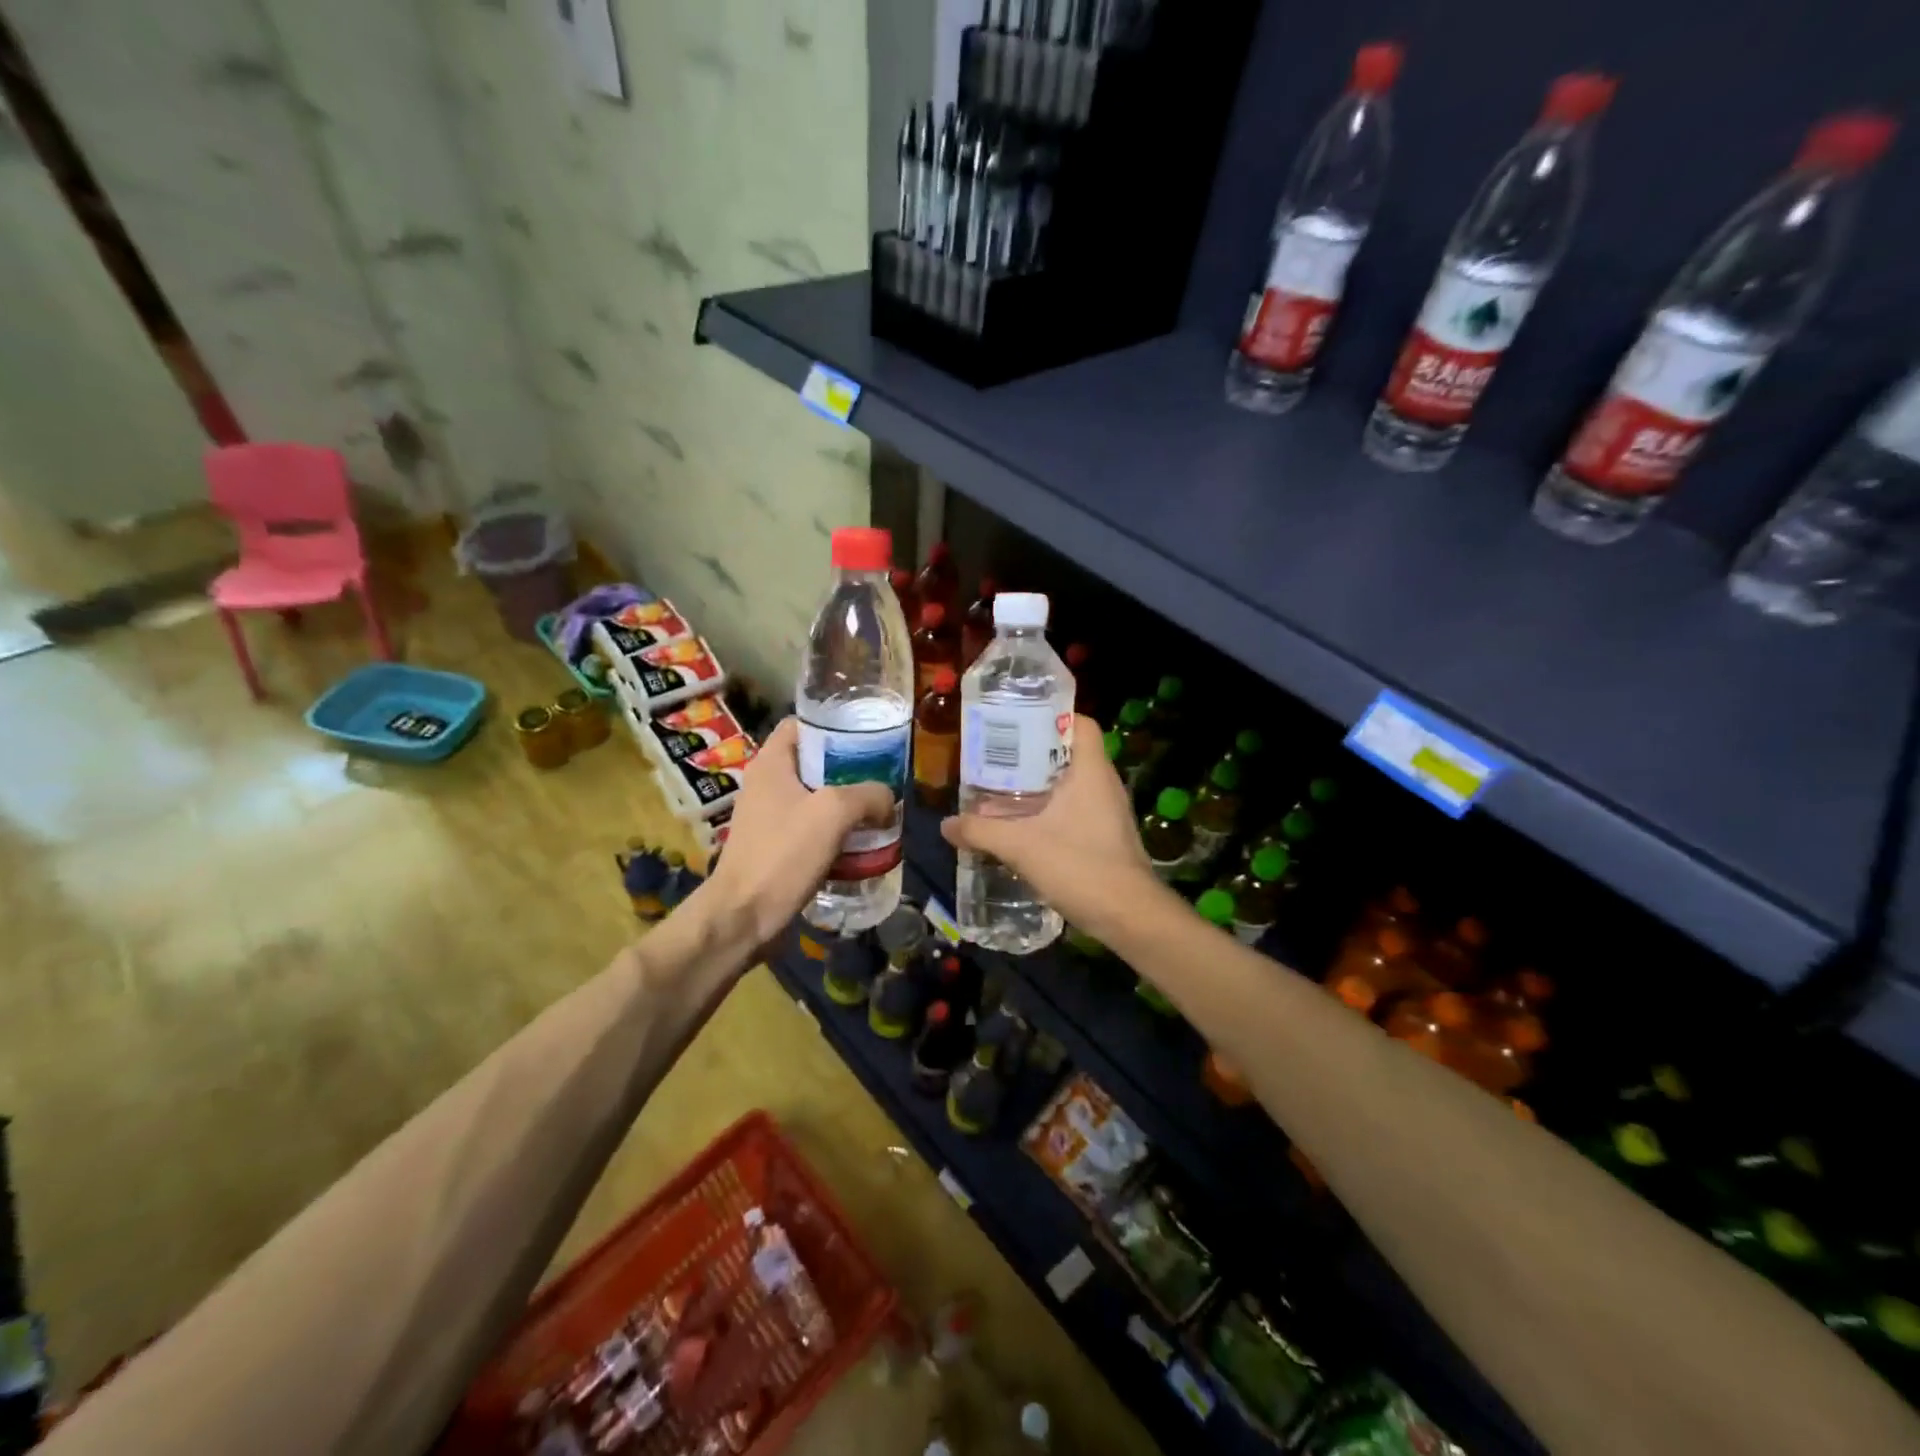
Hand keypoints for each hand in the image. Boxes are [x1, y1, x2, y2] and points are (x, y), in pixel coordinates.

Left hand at [702, 717, 893, 948]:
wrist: (743, 917)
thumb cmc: (783, 854)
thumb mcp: (834, 813)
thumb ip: (868, 795)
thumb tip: (888, 799)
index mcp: (770, 764)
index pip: (801, 724)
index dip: (833, 724)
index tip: (867, 735)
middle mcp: (765, 784)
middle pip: (813, 761)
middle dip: (849, 768)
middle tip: (882, 776)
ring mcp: (768, 817)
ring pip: (815, 797)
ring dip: (845, 804)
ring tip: (878, 811)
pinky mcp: (774, 847)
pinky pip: (811, 828)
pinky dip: (835, 831)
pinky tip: (860, 843)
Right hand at [940, 715, 1158, 939]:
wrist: (1129, 916)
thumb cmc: (1079, 866)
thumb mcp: (1021, 846)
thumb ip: (981, 831)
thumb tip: (946, 824)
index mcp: (1091, 770)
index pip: (1080, 722)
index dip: (1051, 716)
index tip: (1017, 723)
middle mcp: (1104, 783)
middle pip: (1069, 752)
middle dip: (1033, 753)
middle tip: (997, 757)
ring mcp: (1108, 811)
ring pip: (1071, 784)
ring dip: (1040, 785)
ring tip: (1001, 789)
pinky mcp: (1106, 835)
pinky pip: (1075, 809)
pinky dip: (1050, 810)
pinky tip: (1023, 826)